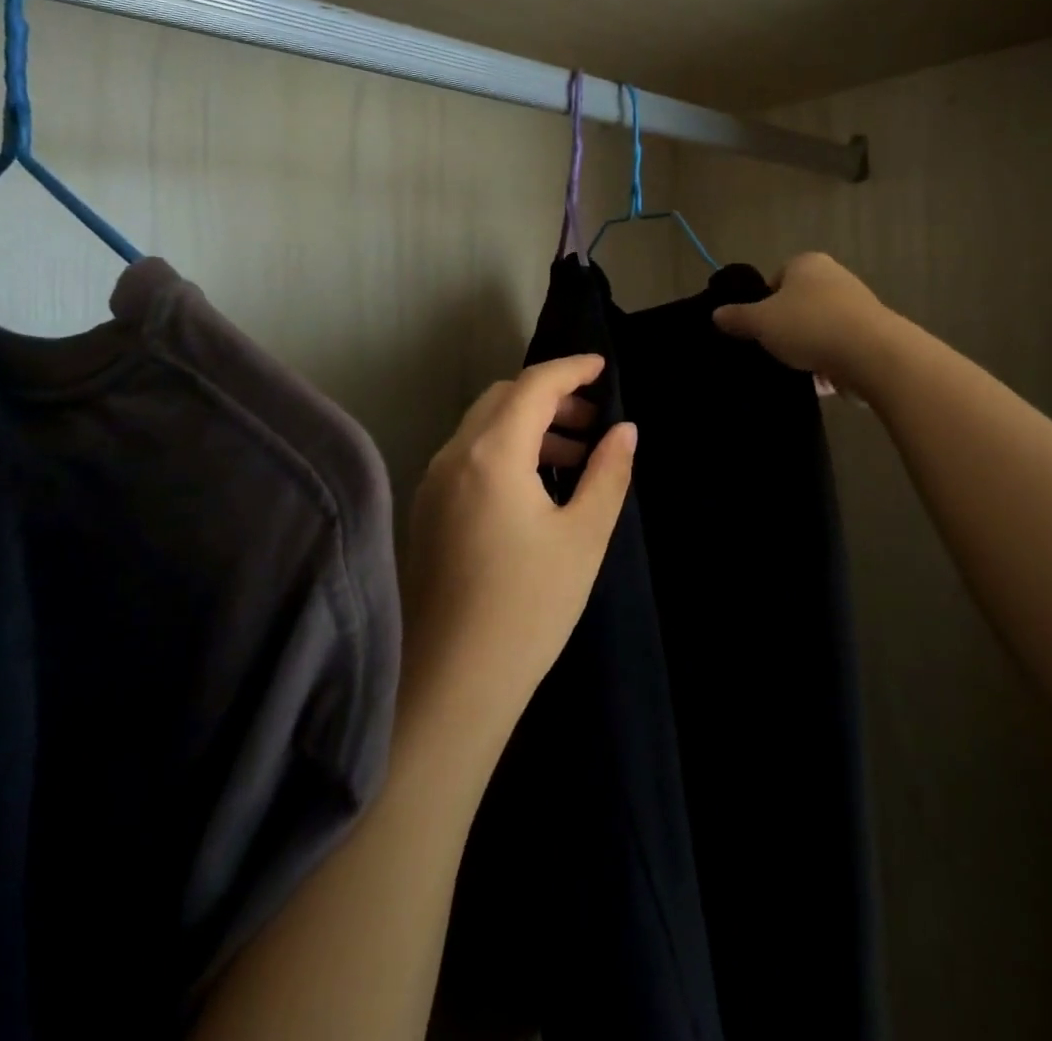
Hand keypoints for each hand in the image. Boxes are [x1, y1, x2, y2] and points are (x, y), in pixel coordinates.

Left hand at [404, 355, 635, 747]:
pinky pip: (469, 457)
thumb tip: (625, 430)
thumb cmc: (529, 608)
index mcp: (491, 454)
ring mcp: (433, 484)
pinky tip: (535, 488)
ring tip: (573, 457)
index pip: (533, 386)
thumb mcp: (583, 537)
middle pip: (503, 399)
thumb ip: (608, 474)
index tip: (604, 368)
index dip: (571, 369)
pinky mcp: (427, 511)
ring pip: (483, 428)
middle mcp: (453, 456)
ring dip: (528, 426)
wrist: (452, 684)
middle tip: (593, 421)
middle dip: (550, 398)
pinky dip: (505, 451)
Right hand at [712, 252, 894, 388]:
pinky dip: (829, 362)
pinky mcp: (873, 333)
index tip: (759, 328)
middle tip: (774, 349)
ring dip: (809, 348)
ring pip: (820, 327)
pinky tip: (821, 381)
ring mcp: (857, 305)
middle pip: (799, 304)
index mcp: (807, 263)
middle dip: (787, 327)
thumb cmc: (809, 326)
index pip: (776, 278)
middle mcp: (835, 276)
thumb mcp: (761, 322)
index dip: (764, 303)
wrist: (872, 354)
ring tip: (796, 369)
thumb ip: (737, 318)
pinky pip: (840, 347)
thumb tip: (716, 314)